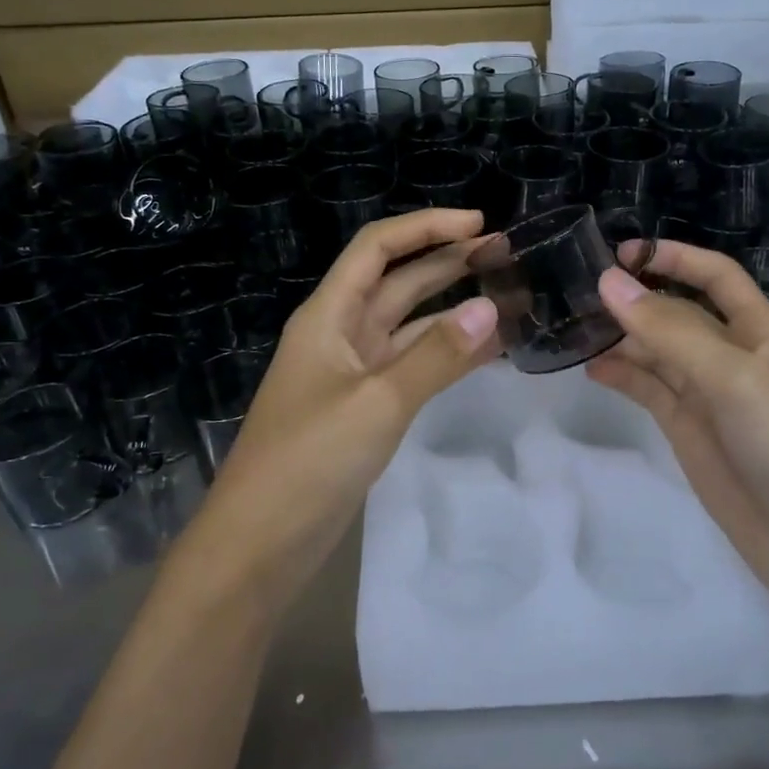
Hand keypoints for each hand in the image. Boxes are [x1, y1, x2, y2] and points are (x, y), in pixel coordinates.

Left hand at [197, 209, 499, 604]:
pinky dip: (448, 355)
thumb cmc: (307, 462)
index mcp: (329, 316)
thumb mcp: (376, 403)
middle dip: (447, 262)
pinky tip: (489, 352)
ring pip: (410, 325)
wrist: (259, 544)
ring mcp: (354, 373)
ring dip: (453, 309)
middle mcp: (341, 334)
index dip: (426, 227)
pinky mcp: (366, 408)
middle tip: (506, 255)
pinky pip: (413, 366)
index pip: (377, 248)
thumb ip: (436, 356)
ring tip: (509, 298)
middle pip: (398, 281)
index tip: (480, 225)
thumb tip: (491, 308)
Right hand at [585, 241, 768, 626]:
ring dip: (622, 337)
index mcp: (761, 332)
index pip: (716, 277)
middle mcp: (733, 357)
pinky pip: (650, 392)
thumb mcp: (736, 378)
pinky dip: (622, 377)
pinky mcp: (689, 434)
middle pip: (678, 314)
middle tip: (577, 291)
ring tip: (573, 327)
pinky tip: (591, 369)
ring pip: (658, 353)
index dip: (674, 258)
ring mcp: (709, 398)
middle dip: (637, 299)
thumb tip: (609, 281)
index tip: (620, 253)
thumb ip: (671, 331)